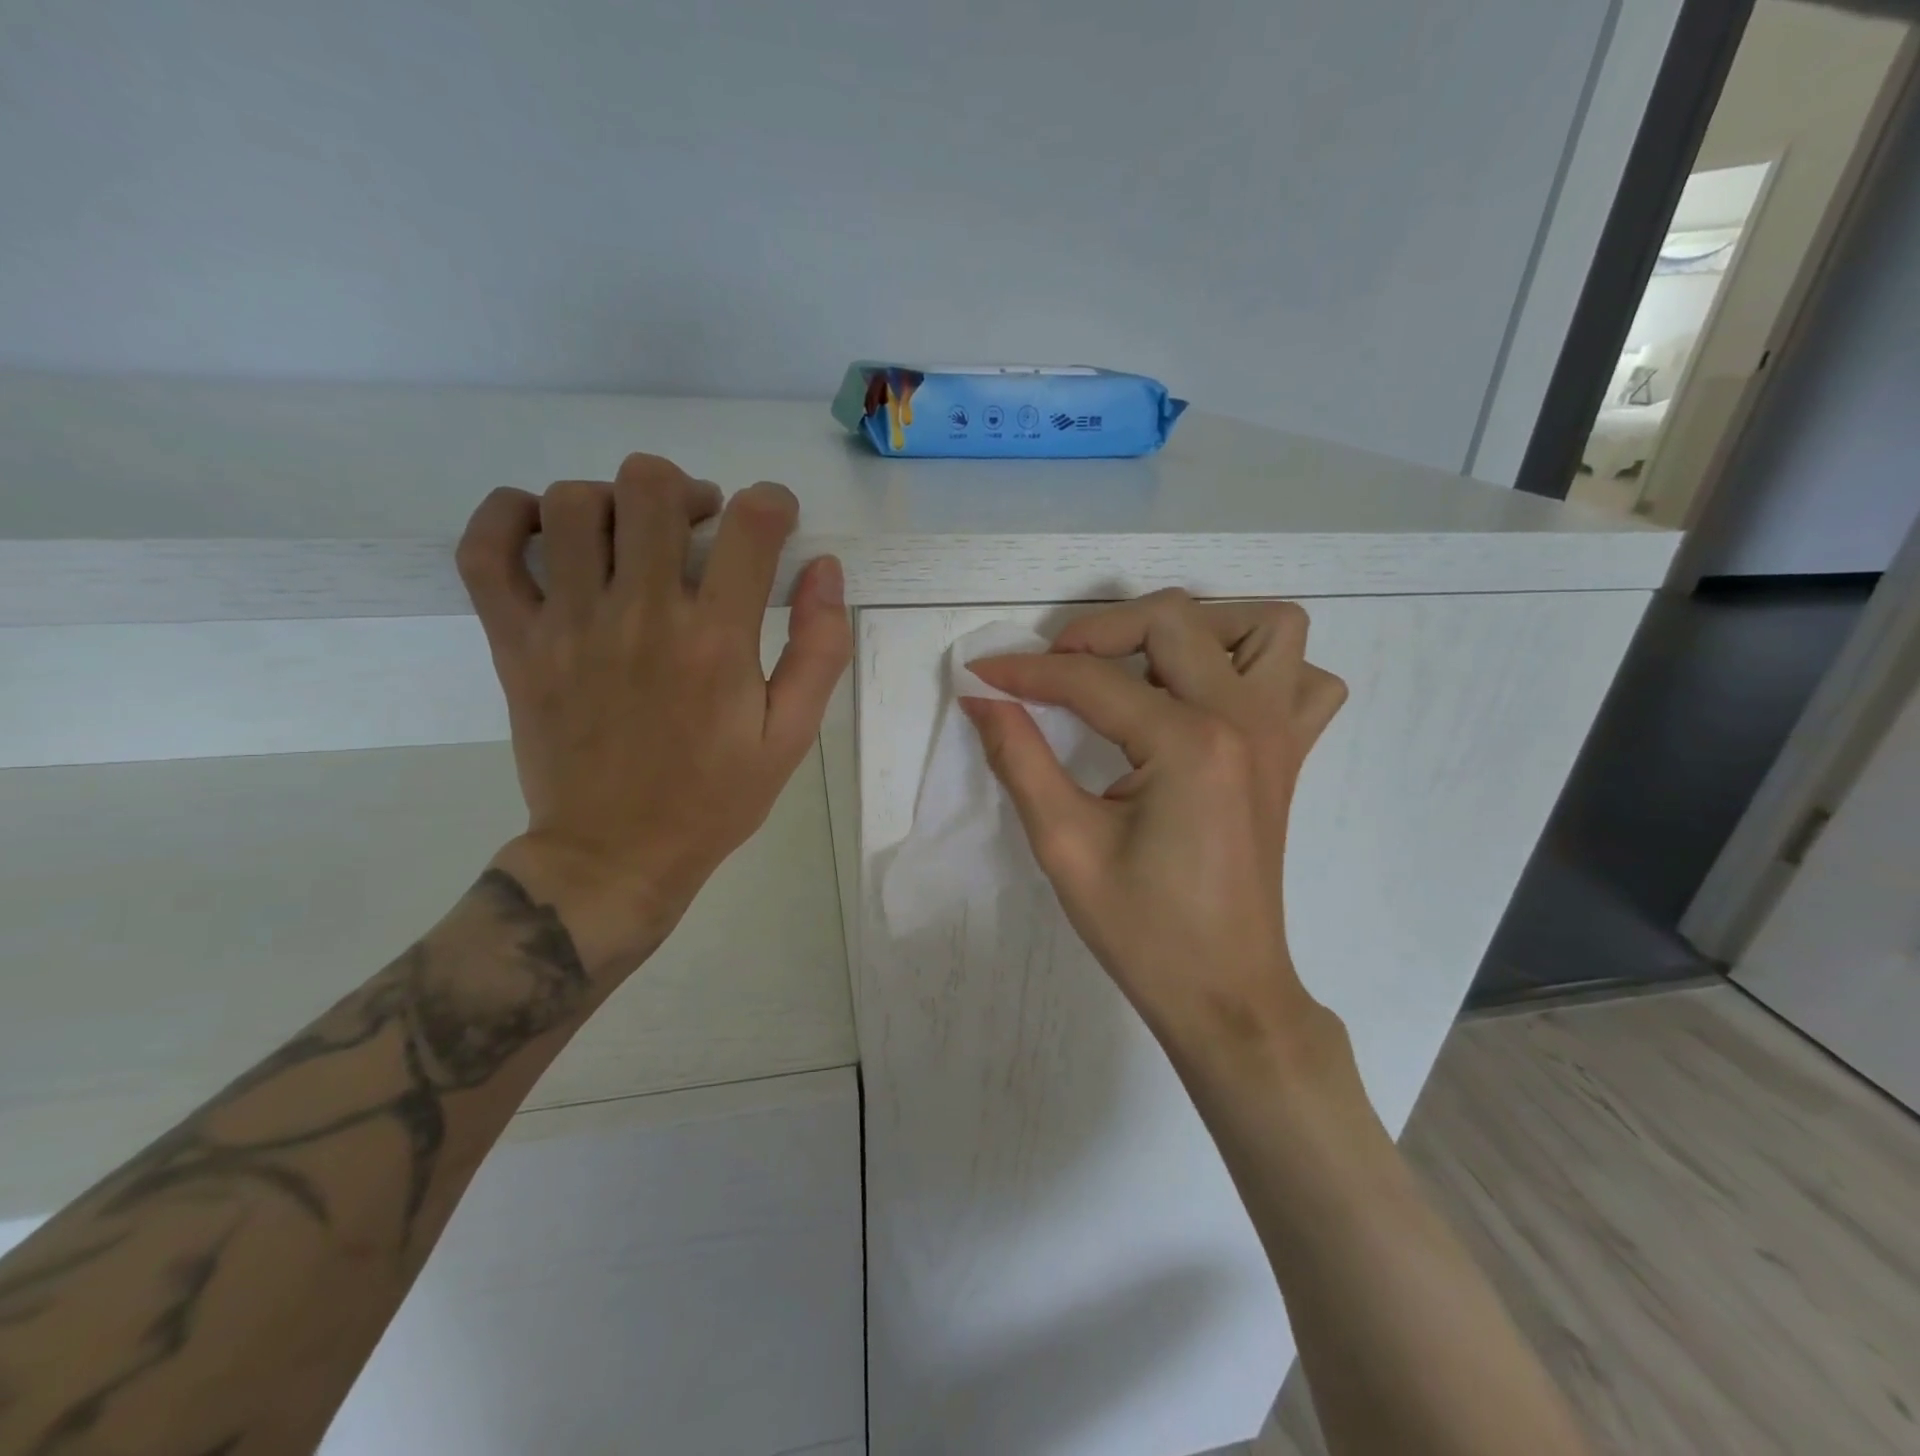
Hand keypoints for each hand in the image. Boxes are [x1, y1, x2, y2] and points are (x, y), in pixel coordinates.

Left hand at [456, 454, 851, 975]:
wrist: (614, 855)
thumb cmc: (714, 798)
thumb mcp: (790, 736)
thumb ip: (819, 650)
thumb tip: (824, 568)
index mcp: (716, 641)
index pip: (751, 526)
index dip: (773, 503)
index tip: (776, 520)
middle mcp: (640, 615)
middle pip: (651, 488)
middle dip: (688, 490)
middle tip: (701, 525)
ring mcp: (567, 625)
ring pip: (572, 504)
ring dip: (613, 500)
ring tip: (633, 535)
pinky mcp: (514, 643)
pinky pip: (485, 551)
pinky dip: (507, 516)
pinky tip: (546, 527)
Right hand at [963, 590, 1345, 1064]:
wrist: (1225, 993)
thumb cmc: (1143, 931)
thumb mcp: (1064, 845)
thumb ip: (1019, 758)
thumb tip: (982, 697)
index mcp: (1189, 744)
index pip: (1092, 679)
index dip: (1025, 671)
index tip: (980, 674)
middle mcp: (1244, 720)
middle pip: (1174, 619)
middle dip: (1100, 630)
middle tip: (1055, 670)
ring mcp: (1279, 733)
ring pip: (1265, 627)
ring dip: (1198, 628)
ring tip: (1145, 666)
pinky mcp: (1289, 754)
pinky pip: (1301, 678)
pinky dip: (1258, 667)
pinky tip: (1210, 698)